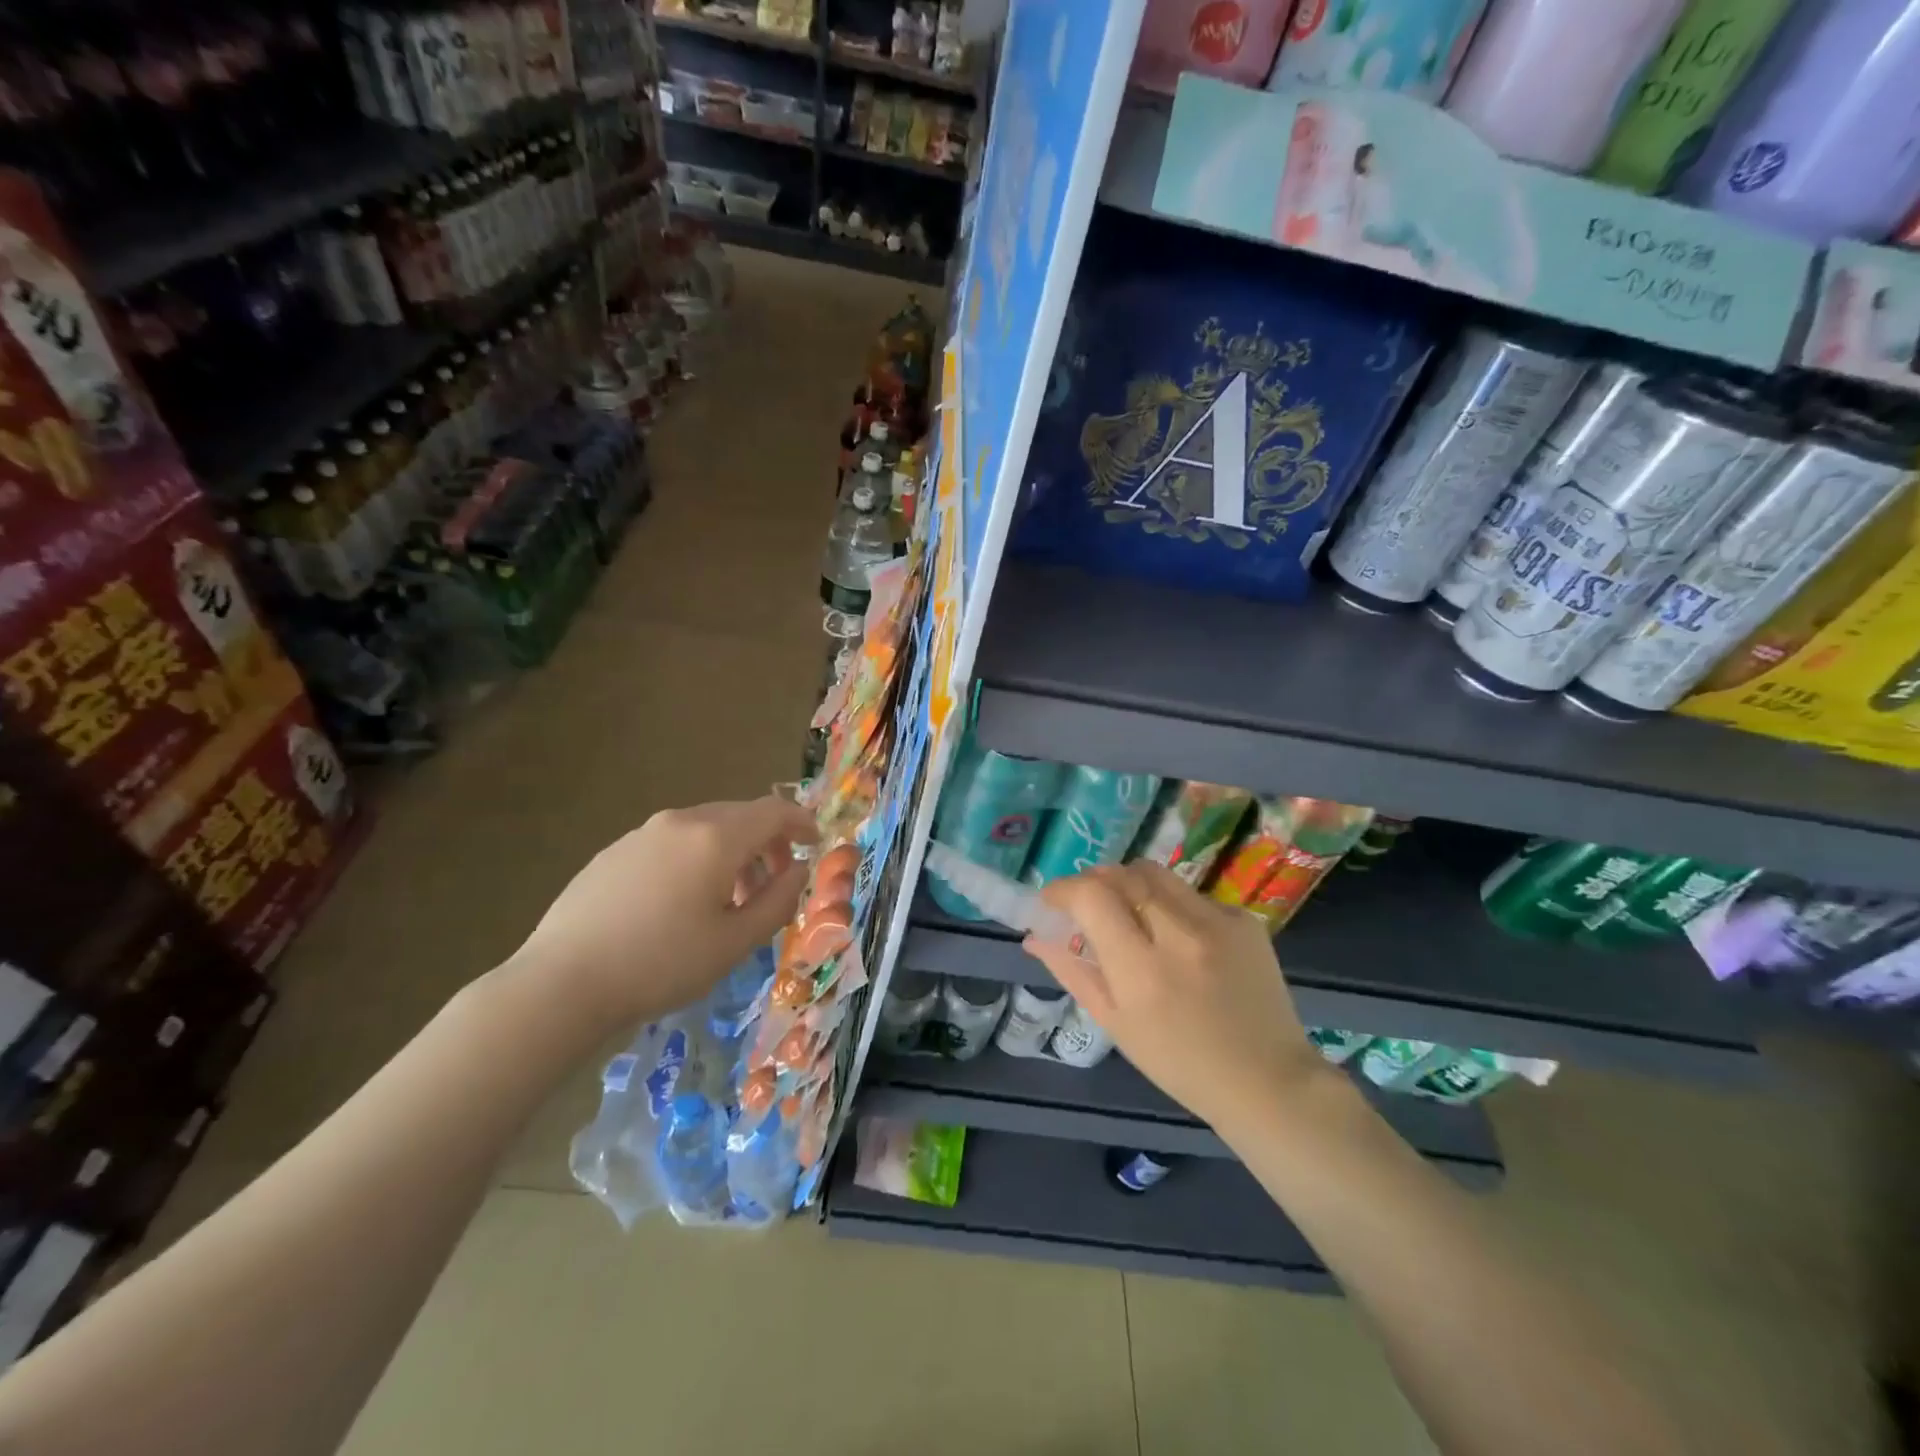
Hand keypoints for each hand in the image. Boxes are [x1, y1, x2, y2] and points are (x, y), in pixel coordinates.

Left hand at [513, 797, 816, 1031]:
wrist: (561, 983)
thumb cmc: (661, 963)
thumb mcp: (734, 942)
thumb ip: (778, 900)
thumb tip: (797, 870)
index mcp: (716, 837)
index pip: (774, 811)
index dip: (801, 823)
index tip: (814, 845)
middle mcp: (680, 822)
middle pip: (739, 816)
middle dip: (766, 843)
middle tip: (774, 883)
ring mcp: (642, 834)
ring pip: (704, 829)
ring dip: (730, 853)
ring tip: (728, 899)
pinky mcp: (613, 851)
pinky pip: (671, 842)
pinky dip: (695, 859)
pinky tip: (680, 903)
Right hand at [1024, 862, 1326, 1131]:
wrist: (1266, 1079)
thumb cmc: (1179, 1063)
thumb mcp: (1115, 1023)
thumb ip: (1072, 971)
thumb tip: (1035, 936)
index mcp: (1141, 968)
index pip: (1092, 896)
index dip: (1063, 889)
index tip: (1052, 901)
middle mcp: (1179, 934)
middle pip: (1123, 874)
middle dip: (1095, 881)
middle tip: (1088, 904)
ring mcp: (1217, 921)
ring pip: (1156, 874)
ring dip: (1130, 884)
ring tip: (1131, 914)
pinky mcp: (1244, 919)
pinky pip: (1191, 894)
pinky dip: (1170, 905)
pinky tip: (1179, 938)